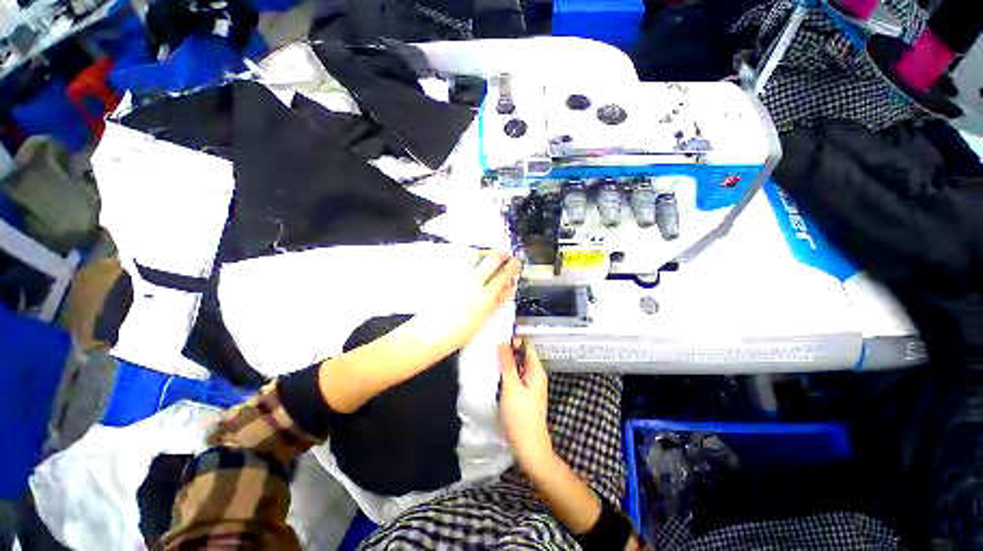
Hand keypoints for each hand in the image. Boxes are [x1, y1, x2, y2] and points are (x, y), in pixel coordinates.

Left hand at [406, 252, 519, 355]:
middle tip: (505, 254)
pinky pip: (461, 260)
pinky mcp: (446, 273)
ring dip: (484, 254)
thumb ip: (497, 301)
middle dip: (501, 255)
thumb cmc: (458, 332)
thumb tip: (508, 287)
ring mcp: (459, 275)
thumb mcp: (483, 319)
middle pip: (492, 260)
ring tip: (488, 255)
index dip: (512, 267)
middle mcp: (473, 280)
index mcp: (485, 295)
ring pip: (476, 256)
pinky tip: (470, 260)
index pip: (504, 275)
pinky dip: (468, 258)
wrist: (429, 333)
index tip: (515, 262)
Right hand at [498, 338, 553, 470]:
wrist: (528, 446)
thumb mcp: (511, 386)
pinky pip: (515, 376)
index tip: (498, 340)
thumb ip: (507, 363)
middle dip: (508, 350)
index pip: (527, 346)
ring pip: (518, 366)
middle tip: (491, 349)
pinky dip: (506, 373)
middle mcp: (535, 374)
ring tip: (491, 360)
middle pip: (522, 355)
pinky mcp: (524, 394)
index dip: (514, 340)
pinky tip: (496, 376)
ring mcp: (530, 385)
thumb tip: (502, 342)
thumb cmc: (520, 415)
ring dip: (506, 362)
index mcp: (536, 370)